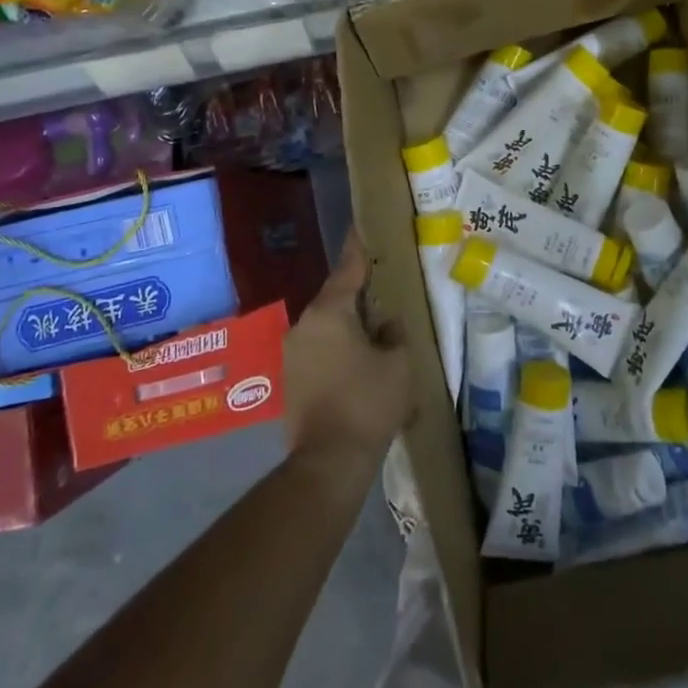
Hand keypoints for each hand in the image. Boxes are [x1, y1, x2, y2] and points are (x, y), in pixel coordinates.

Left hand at [283, 231, 411, 471]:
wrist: (329, 461)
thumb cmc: (368, 402)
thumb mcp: (398, 362)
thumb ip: (394, 333)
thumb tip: (385, 324)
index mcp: (330, 312)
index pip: (347, 269)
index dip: (358, 248)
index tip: (360, 226)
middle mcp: (304, 325)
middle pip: (335, 299)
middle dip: (358, 296)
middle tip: (382, 292)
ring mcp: (292, 353)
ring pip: (326, 327)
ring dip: (347, 327)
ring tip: (374, 333)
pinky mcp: (289, 380)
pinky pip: (319, 351)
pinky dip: (337, 350)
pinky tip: (357, 364)